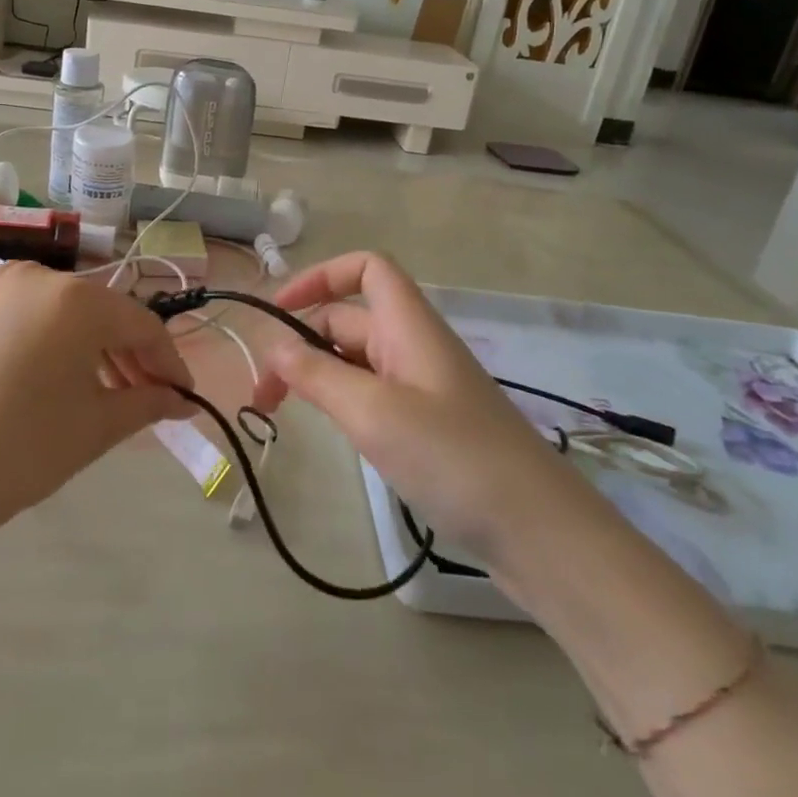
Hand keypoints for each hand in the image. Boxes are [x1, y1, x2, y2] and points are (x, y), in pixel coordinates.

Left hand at [0, 263, 194, 532]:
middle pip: (100, 314)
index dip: (169, 362)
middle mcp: (36, 276)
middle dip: (128, 355)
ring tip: (95, 392)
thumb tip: (180, 400)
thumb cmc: (20, 450)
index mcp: (77, 299)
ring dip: (86, 347)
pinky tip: (41, 380)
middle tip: (142, 398)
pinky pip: (19, 317)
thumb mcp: (96, 427)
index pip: (142, 325)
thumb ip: (147, 403)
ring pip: (58, 312)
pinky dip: (43, 342)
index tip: (182, 397)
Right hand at [254, 252, 567, 553]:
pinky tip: (330, 431)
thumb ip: (317, 374)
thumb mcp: (373, 412)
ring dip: (316, 375)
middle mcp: (414, 346)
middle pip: (349, 319)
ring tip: (282, 414)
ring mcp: (422, 386)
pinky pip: (373, 394)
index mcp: (409, 326)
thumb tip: (273, 346)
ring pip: (356, 360)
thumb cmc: (452, 456)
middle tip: (263, 396)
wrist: (534, 528)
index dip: (321, 277)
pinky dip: (342, 401)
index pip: (367, 269)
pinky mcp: (427, 424)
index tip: (278, 312)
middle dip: (301, 344)